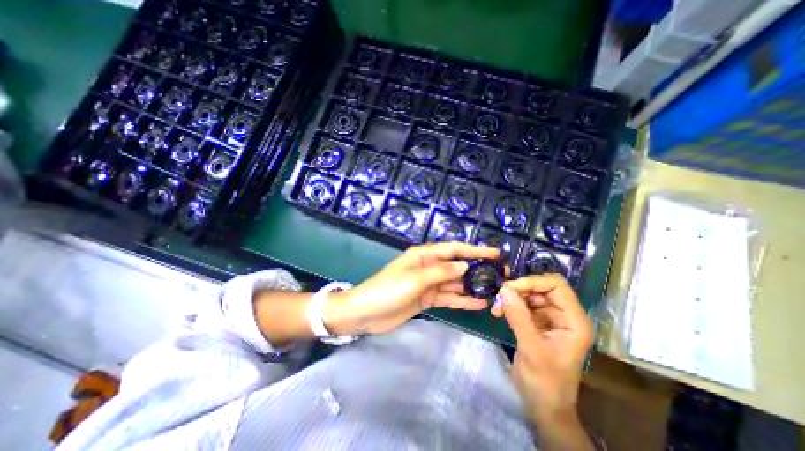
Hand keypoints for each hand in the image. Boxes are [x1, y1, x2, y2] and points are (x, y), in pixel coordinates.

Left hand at [324, 243, 501, 334]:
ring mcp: (428, 283)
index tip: (495, 253)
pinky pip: (447, 297)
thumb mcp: (414, 279)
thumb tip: (464, 266)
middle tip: (500, 275)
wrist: (365, 314)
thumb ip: (440, 272)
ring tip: (494, 291)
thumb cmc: (387, 290)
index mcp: (423, 255)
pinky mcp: (427, 298)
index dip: (474, 250)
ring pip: (454, 283)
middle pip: (456, 266)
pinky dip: (461, 300)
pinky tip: (478, 304)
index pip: (453, 249)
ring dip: (472, 286)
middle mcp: (428, 266)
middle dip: (477, 269)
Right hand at [487, 273, 593, 424]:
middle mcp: (564, 316)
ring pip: (530, 295)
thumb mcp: (532, 349)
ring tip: (496, 308)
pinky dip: (510, 305)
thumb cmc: (545, 382)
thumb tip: (504, 290)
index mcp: (574, 321)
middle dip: (519, 290)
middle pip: (541, 288)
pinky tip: (499, 312)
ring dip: (512, 298)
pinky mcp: (537, 323)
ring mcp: (550, 319)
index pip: (556, 286)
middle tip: (499, 297)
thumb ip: (518, 317)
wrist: (543, 406)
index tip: (510, 288)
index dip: (533, 282)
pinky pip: (522, 305)